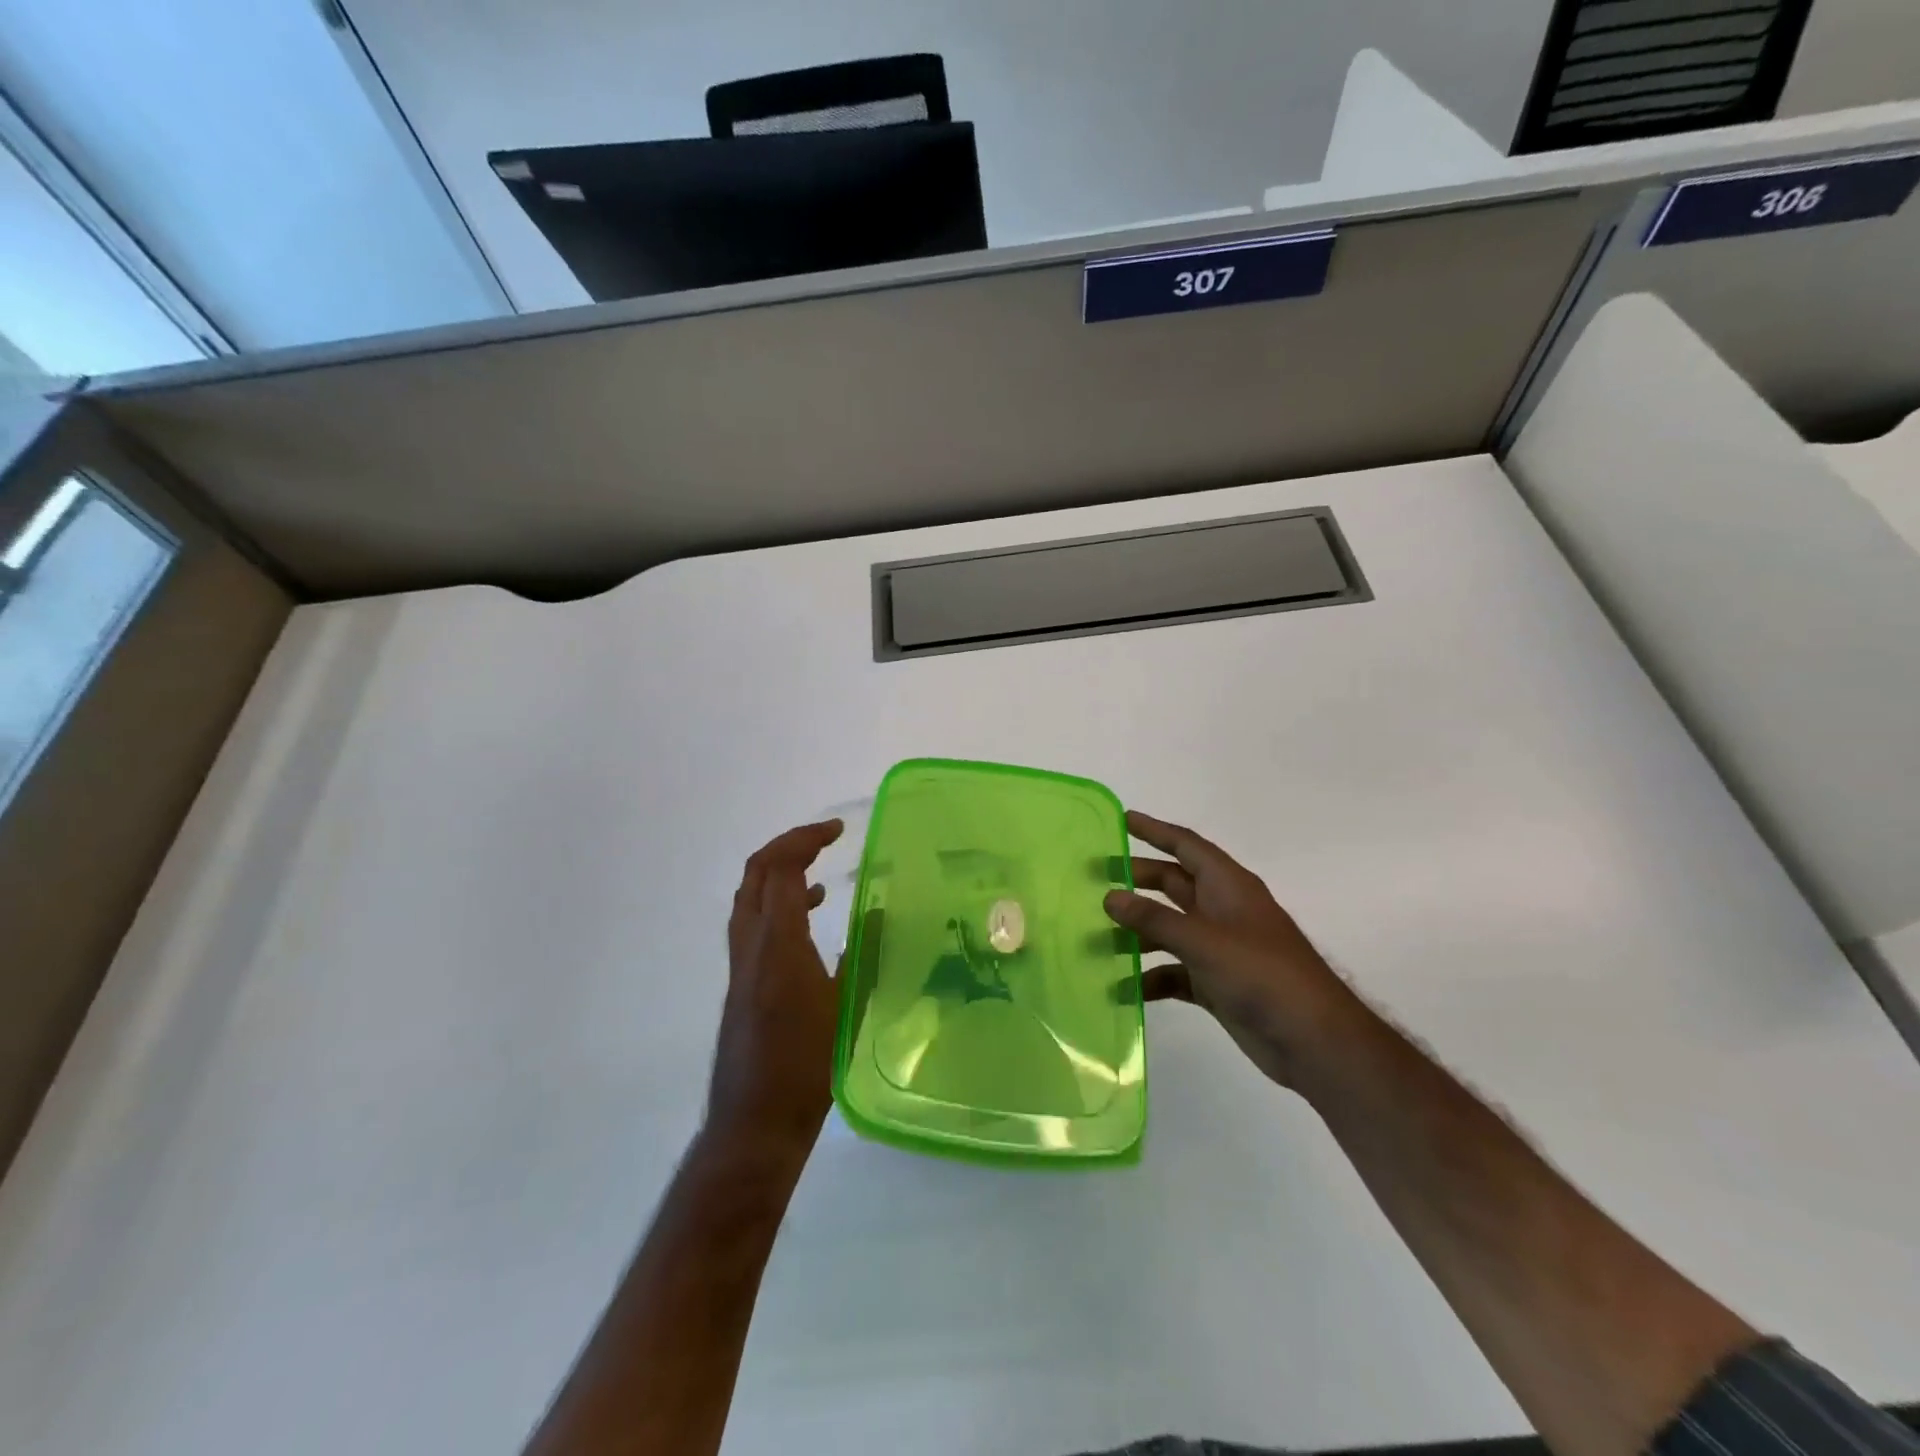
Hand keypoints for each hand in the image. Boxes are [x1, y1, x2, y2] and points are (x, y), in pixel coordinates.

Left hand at [707, 820, 843, 1155]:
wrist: (755, 1120)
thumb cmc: (807, 1066)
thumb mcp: (846, 1006)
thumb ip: (863, 954)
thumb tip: (879, 913)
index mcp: (778, 943)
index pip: (782, 870)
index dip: (806, 839)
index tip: (838, 829)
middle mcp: (751, 943)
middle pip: (757, 872)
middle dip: (789, 845)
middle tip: (824, 838)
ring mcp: (741, 962)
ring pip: (750, 895)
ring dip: (780, 871)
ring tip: (819, 867)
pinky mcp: (741, 980)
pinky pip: (753, 920)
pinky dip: (777, 901)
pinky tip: (810, 917)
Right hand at [1104, 810, 1359, 1088]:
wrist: (1313, 1040)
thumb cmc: (1262, 974)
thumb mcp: (1203, 941)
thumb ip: (1154, 919)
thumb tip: (1110, 896)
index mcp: (1227, 886)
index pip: (1186, 846)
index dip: (1155, 831)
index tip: (1121, 820)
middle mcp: (1222, 910)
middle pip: (1173, 885)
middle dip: (1137, 880)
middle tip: (1094, 878)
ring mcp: (1219, 949)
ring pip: (1169, 929)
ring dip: (1138, 932)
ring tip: (1095, 934)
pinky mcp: (1216, 983)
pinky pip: (1174, 972)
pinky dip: (1150, 977)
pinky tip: (1122, 988)